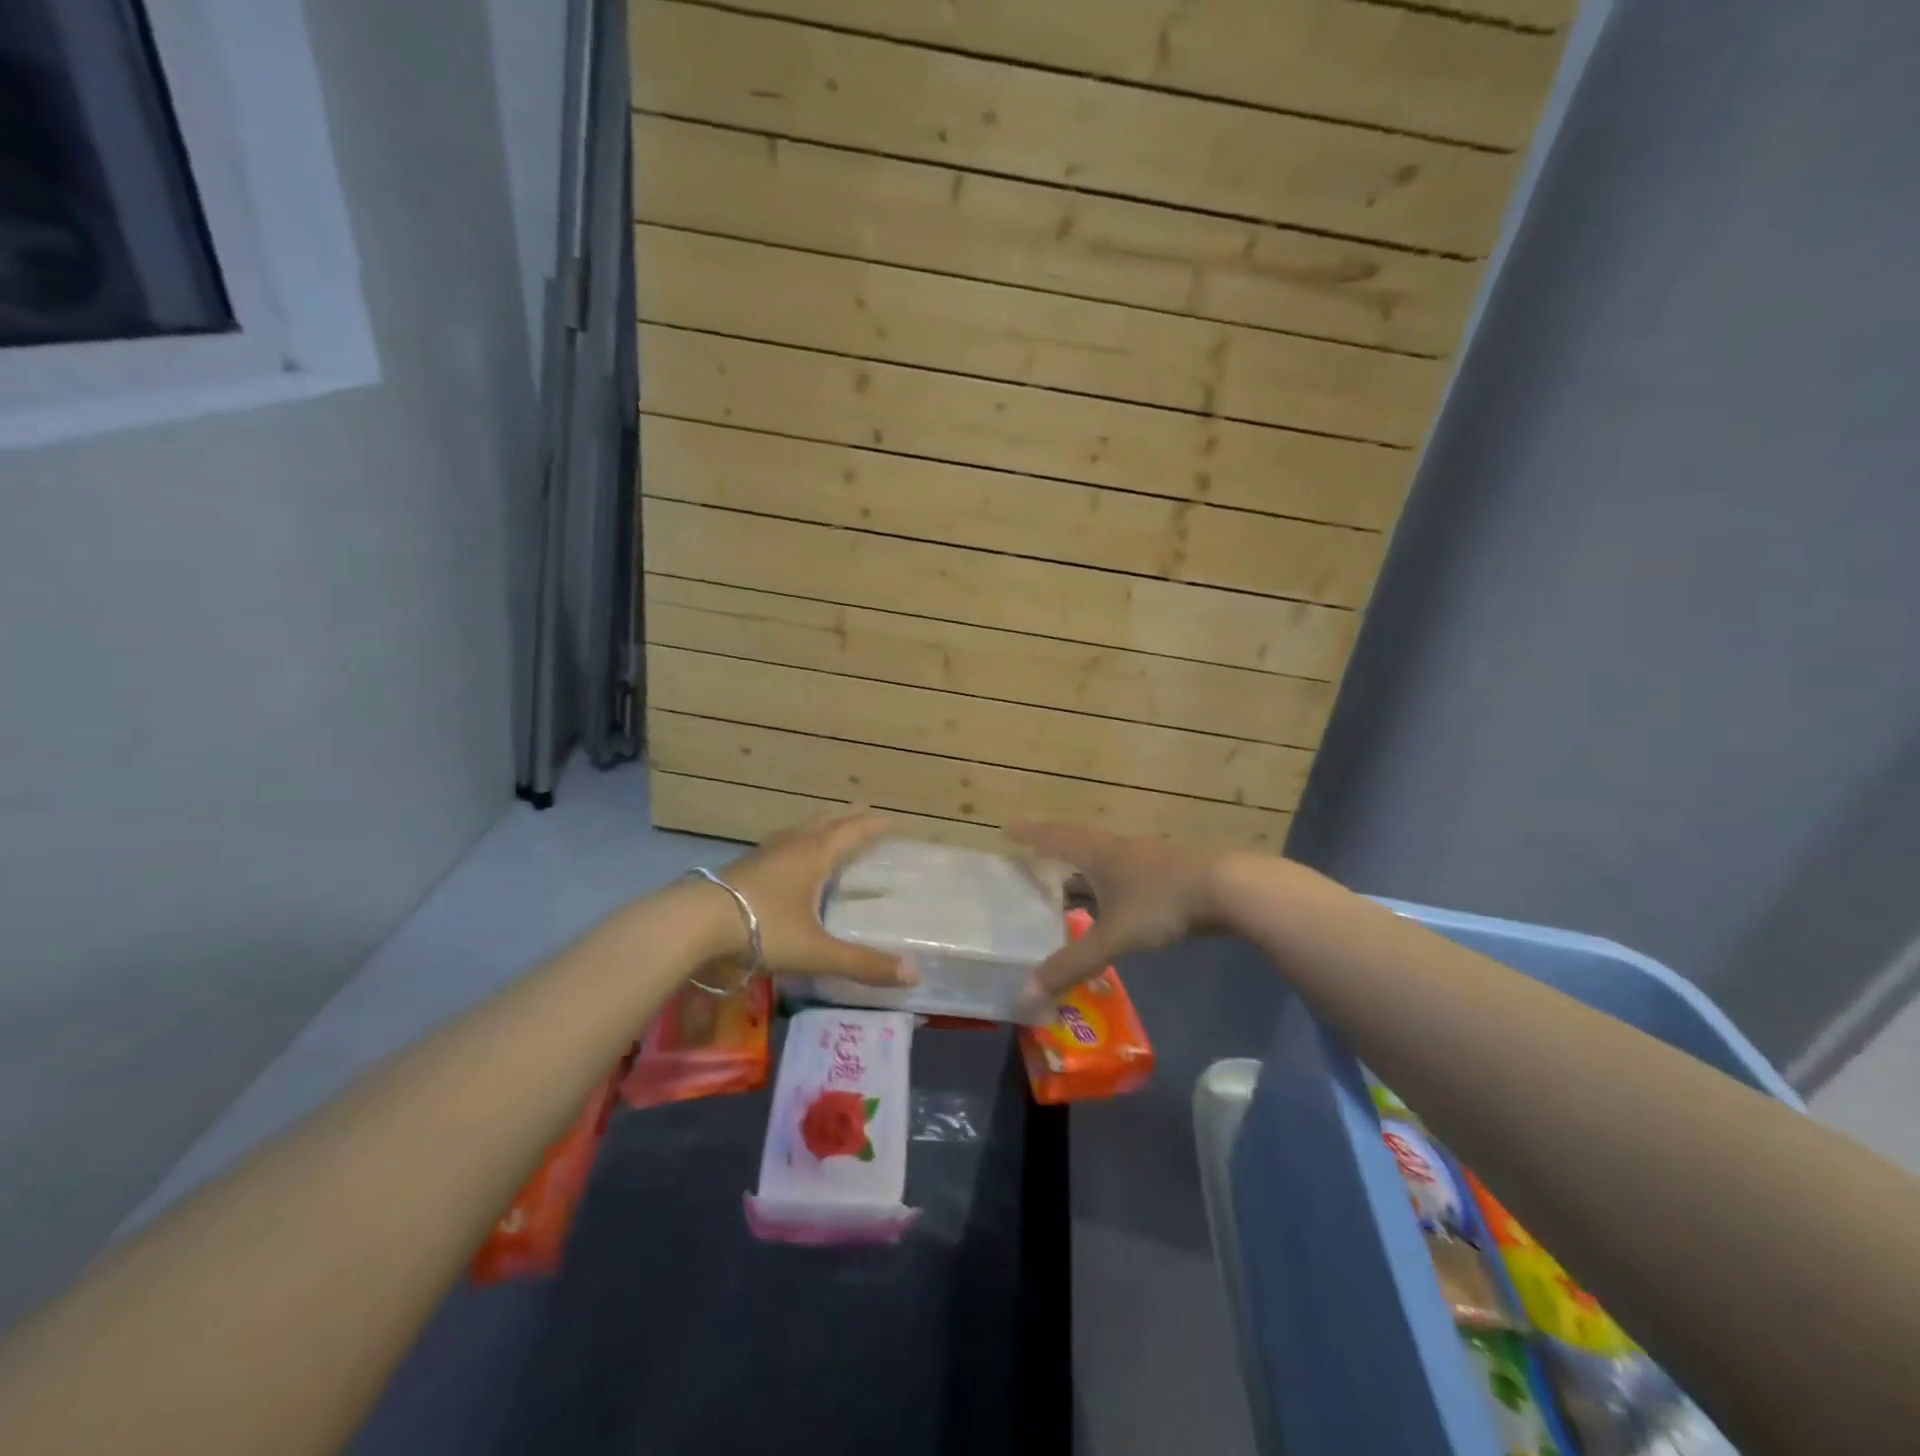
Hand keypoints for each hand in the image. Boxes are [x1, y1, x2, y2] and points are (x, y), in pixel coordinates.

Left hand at [717, 810, 917, 986]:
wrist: (695, 922)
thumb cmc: (762, 928)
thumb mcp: (816, 951)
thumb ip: (862, 963)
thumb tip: (913, 974)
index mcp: (816, 856)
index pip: (853, 832)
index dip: (875, 825)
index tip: (895, 819)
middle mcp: (793, 846)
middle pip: (826, 822)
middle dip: (849, 817)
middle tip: (866, 811)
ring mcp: (765, 854)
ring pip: (800, 829)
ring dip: (820, 824)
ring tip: (830, 825)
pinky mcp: (744, 866)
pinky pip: (781, 843)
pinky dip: (796, 840)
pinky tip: (787, 856)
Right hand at [1006, 823, 1232, 997]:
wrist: (1229, 889)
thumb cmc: (1162, 903)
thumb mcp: (1114, 937)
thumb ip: (1073, 964)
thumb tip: (1027, 992)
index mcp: (1097, 854)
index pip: (1054, 838)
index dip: (1030, 834)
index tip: (1007, 826)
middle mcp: (1118, 847)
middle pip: (1078, 839)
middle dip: (1053, 843)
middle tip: (1033, 847)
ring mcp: (1146, 855)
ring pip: (1104, 852)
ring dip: (1083, 857)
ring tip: (1069, 870)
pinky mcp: (1169, 869)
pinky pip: (1126, 866)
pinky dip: (1109, 874)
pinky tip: (1116, 891)